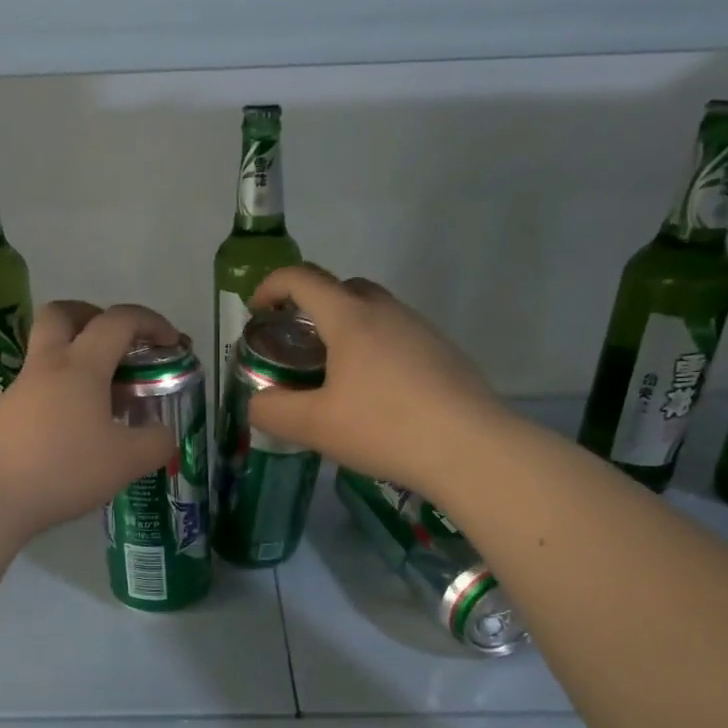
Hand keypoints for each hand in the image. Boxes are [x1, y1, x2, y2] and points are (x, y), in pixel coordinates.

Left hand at [0, 300, 177, 538]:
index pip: (118, 320)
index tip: (170, 342)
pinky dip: (61, 390)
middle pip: (63, 313)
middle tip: (116, 343)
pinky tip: (75, 426)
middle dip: (94, 315)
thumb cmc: (62, 469)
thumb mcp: (126, 462)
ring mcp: (20, 388)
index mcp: (81, 365)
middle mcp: (47, 365)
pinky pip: (38, 384)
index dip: (151, 322)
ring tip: (102, 395)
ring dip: (77, 356)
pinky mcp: (4, 412)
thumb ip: (156, 443)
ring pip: (47, 350)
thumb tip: (162, 433)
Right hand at [244, 265, 504, 496]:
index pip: (302, 279)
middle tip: (298, 344)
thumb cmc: (384, 428)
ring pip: (375, 312)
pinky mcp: (444, 353)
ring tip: (336, 374)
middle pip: (342, 288)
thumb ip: (273, 411)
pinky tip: (377, 394)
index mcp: (350, 318)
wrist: (470, 448)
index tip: (257, 311)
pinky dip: (376, 349)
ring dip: (347, 328)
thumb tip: (258, 403)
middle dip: (312, 305)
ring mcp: (421, 329)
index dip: (272, 286)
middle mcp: (387, 311)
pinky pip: (398, 336)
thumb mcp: (314, 426)